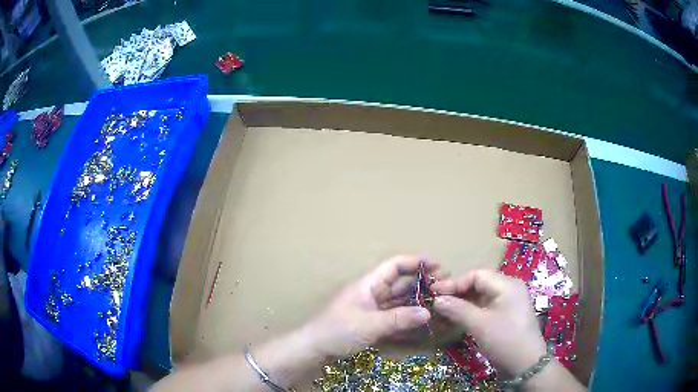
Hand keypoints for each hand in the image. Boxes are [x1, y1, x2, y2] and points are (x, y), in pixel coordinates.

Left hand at [306, 255, 440, 357]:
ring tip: (439, 302)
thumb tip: (428, 312)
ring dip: (417, 301)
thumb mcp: (370, 324)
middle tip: (445, 286)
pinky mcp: (373, 323)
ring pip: (400, 300)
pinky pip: (395, 316)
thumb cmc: (338, 330)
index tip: (437, 266)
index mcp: (369, 284)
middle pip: (400, 283)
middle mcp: (373, 293)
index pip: (395, 266)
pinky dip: (408, 317)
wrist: (315, 348)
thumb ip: (399, 319)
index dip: (415, 262)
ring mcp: (373, 309)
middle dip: (422, 283)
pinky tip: (422, 321)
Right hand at [431, 270, 546, 376]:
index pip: (476, 275)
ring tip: (444, 311)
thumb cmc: (505, 339)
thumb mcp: (479, 324)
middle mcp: (509, 289)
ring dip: (463, 303)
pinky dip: (471, 311)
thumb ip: (457, 309)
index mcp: (507, 284)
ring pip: (481, 296)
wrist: (526, 364)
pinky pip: (486, 307)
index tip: (434, 292)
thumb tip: (436, 300)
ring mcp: (509, 302)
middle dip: (458, 292)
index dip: (454, 283)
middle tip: (437, 302)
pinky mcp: (506, 315)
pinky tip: (458, 319)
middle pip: (479, 284)